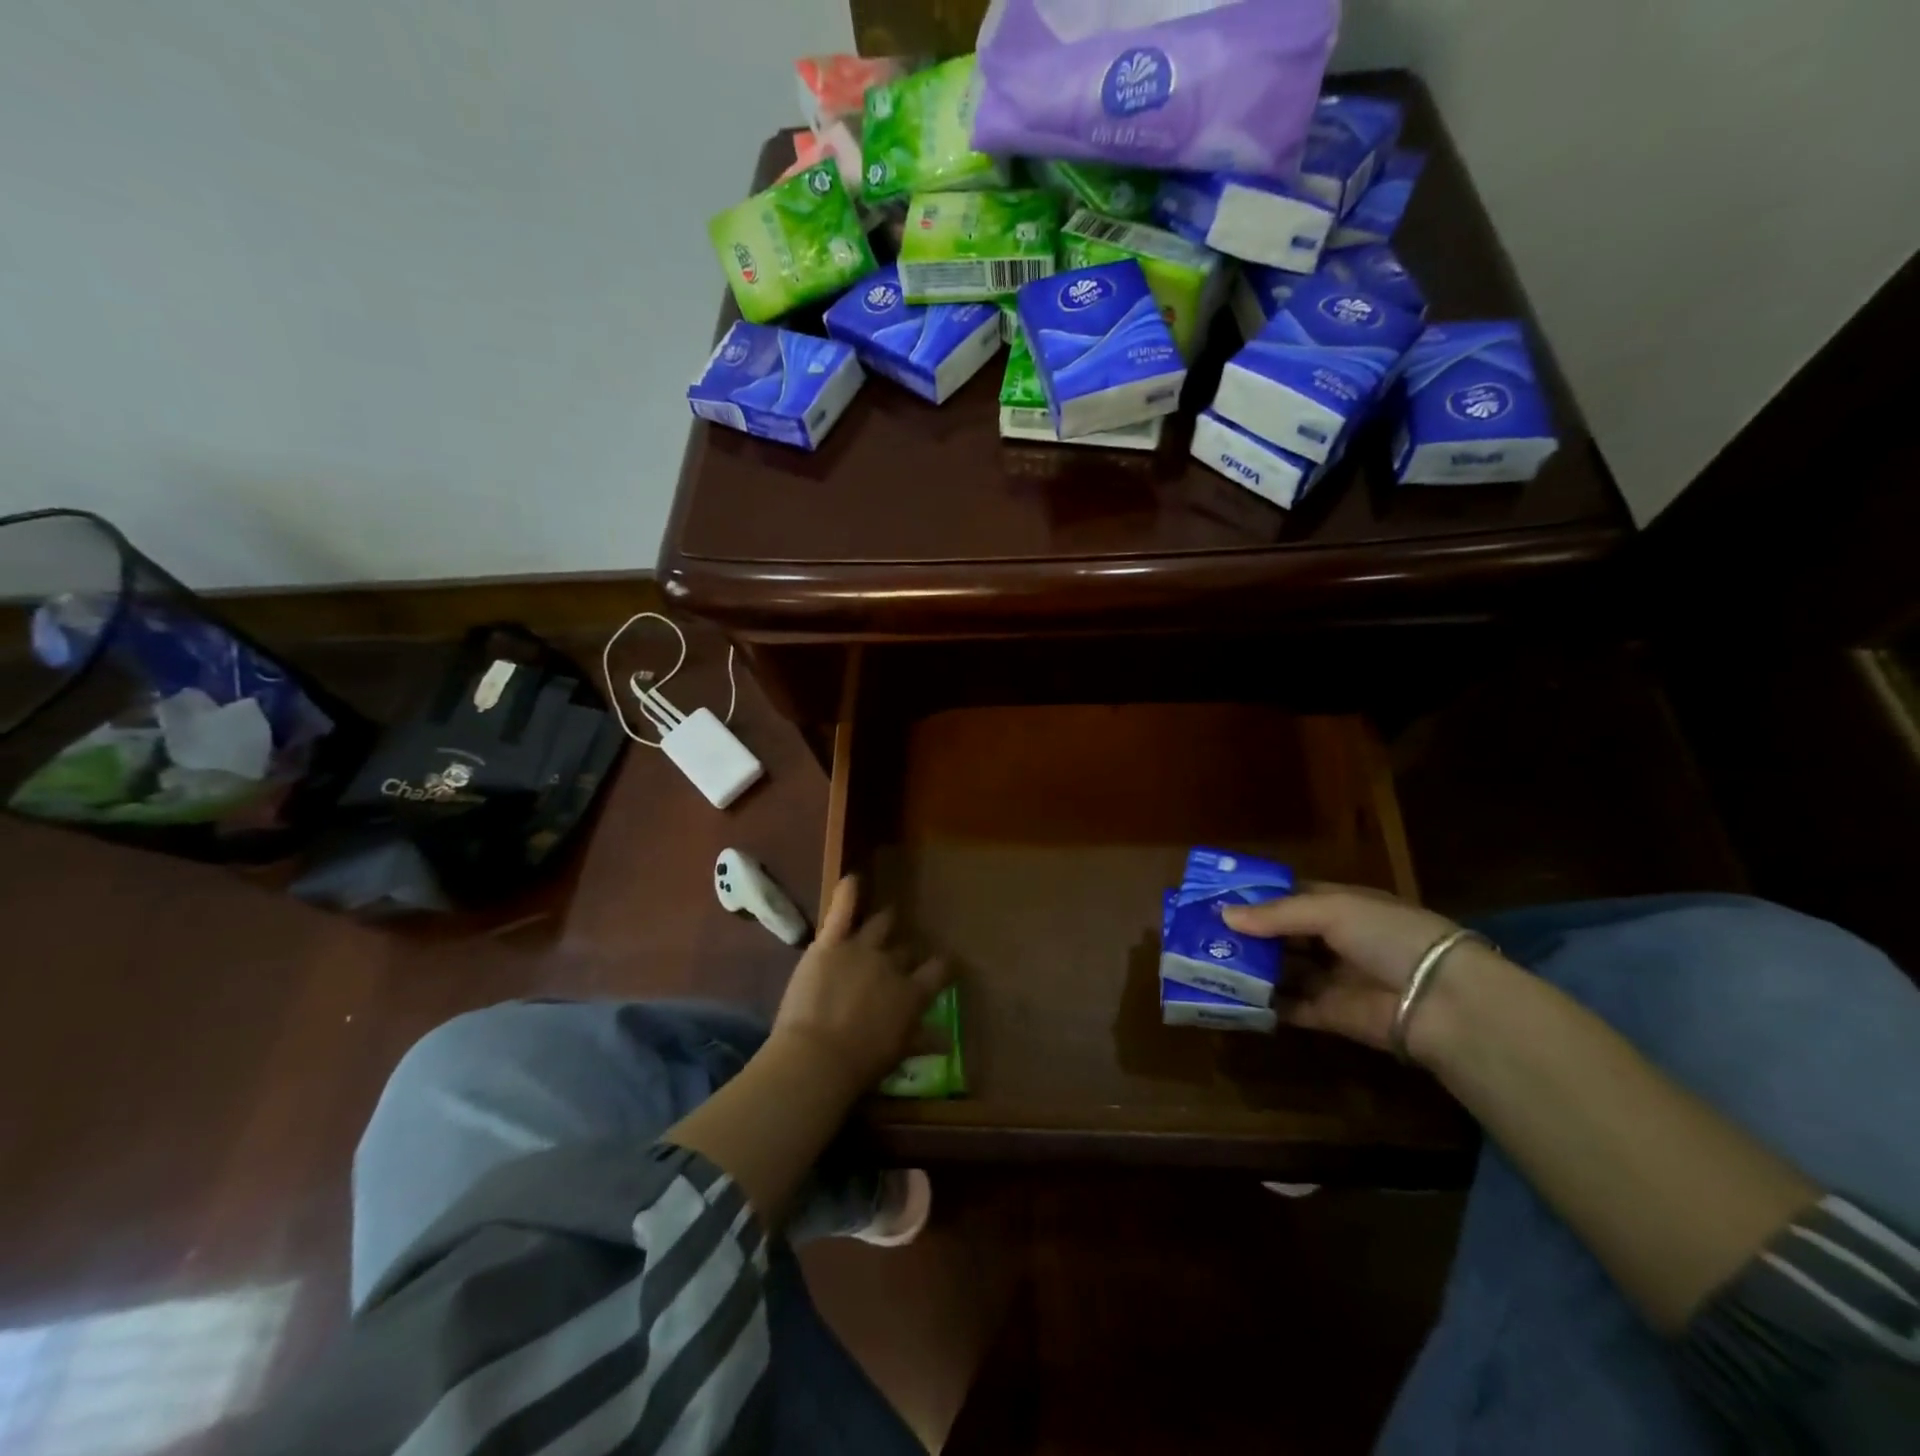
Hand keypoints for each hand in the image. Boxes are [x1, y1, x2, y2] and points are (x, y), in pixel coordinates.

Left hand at [771, 876, 950, 1095]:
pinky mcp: (829, 944)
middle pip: (904, 951)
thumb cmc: (861, 1064)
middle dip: (904, 954)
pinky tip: (852, 879)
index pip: (938, 970)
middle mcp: (891, 964)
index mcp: (912, 993)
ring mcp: (860, 949)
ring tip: (887, 918)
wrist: (817, 1057)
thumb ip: (922, 1039)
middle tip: (900, 958)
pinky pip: (841, 911)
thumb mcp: (898, 1053)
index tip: (945, 965)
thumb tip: (947, 1040)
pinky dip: (847, 894)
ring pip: (879, 926)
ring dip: (884, 923)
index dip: (943, 966)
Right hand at [1222, 882, 1466, 1055]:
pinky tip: (1229, 996)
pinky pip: (1288, 1006)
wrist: (1440, 1000)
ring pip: (1281, 970)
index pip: (1290, 896)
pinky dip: (1262, 1003)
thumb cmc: (1387, 936)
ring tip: (1206, 962)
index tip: (1215, 898)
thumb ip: (1277, 915)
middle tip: (1201, 933)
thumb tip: (1225, 916)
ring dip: (1249, 967)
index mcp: (1341, 906)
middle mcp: (1335, 940)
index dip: (1255, 897)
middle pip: (1281, 935)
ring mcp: (1332, 978)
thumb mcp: (1332, 910)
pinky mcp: (1329, 1015)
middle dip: (1246, 934)